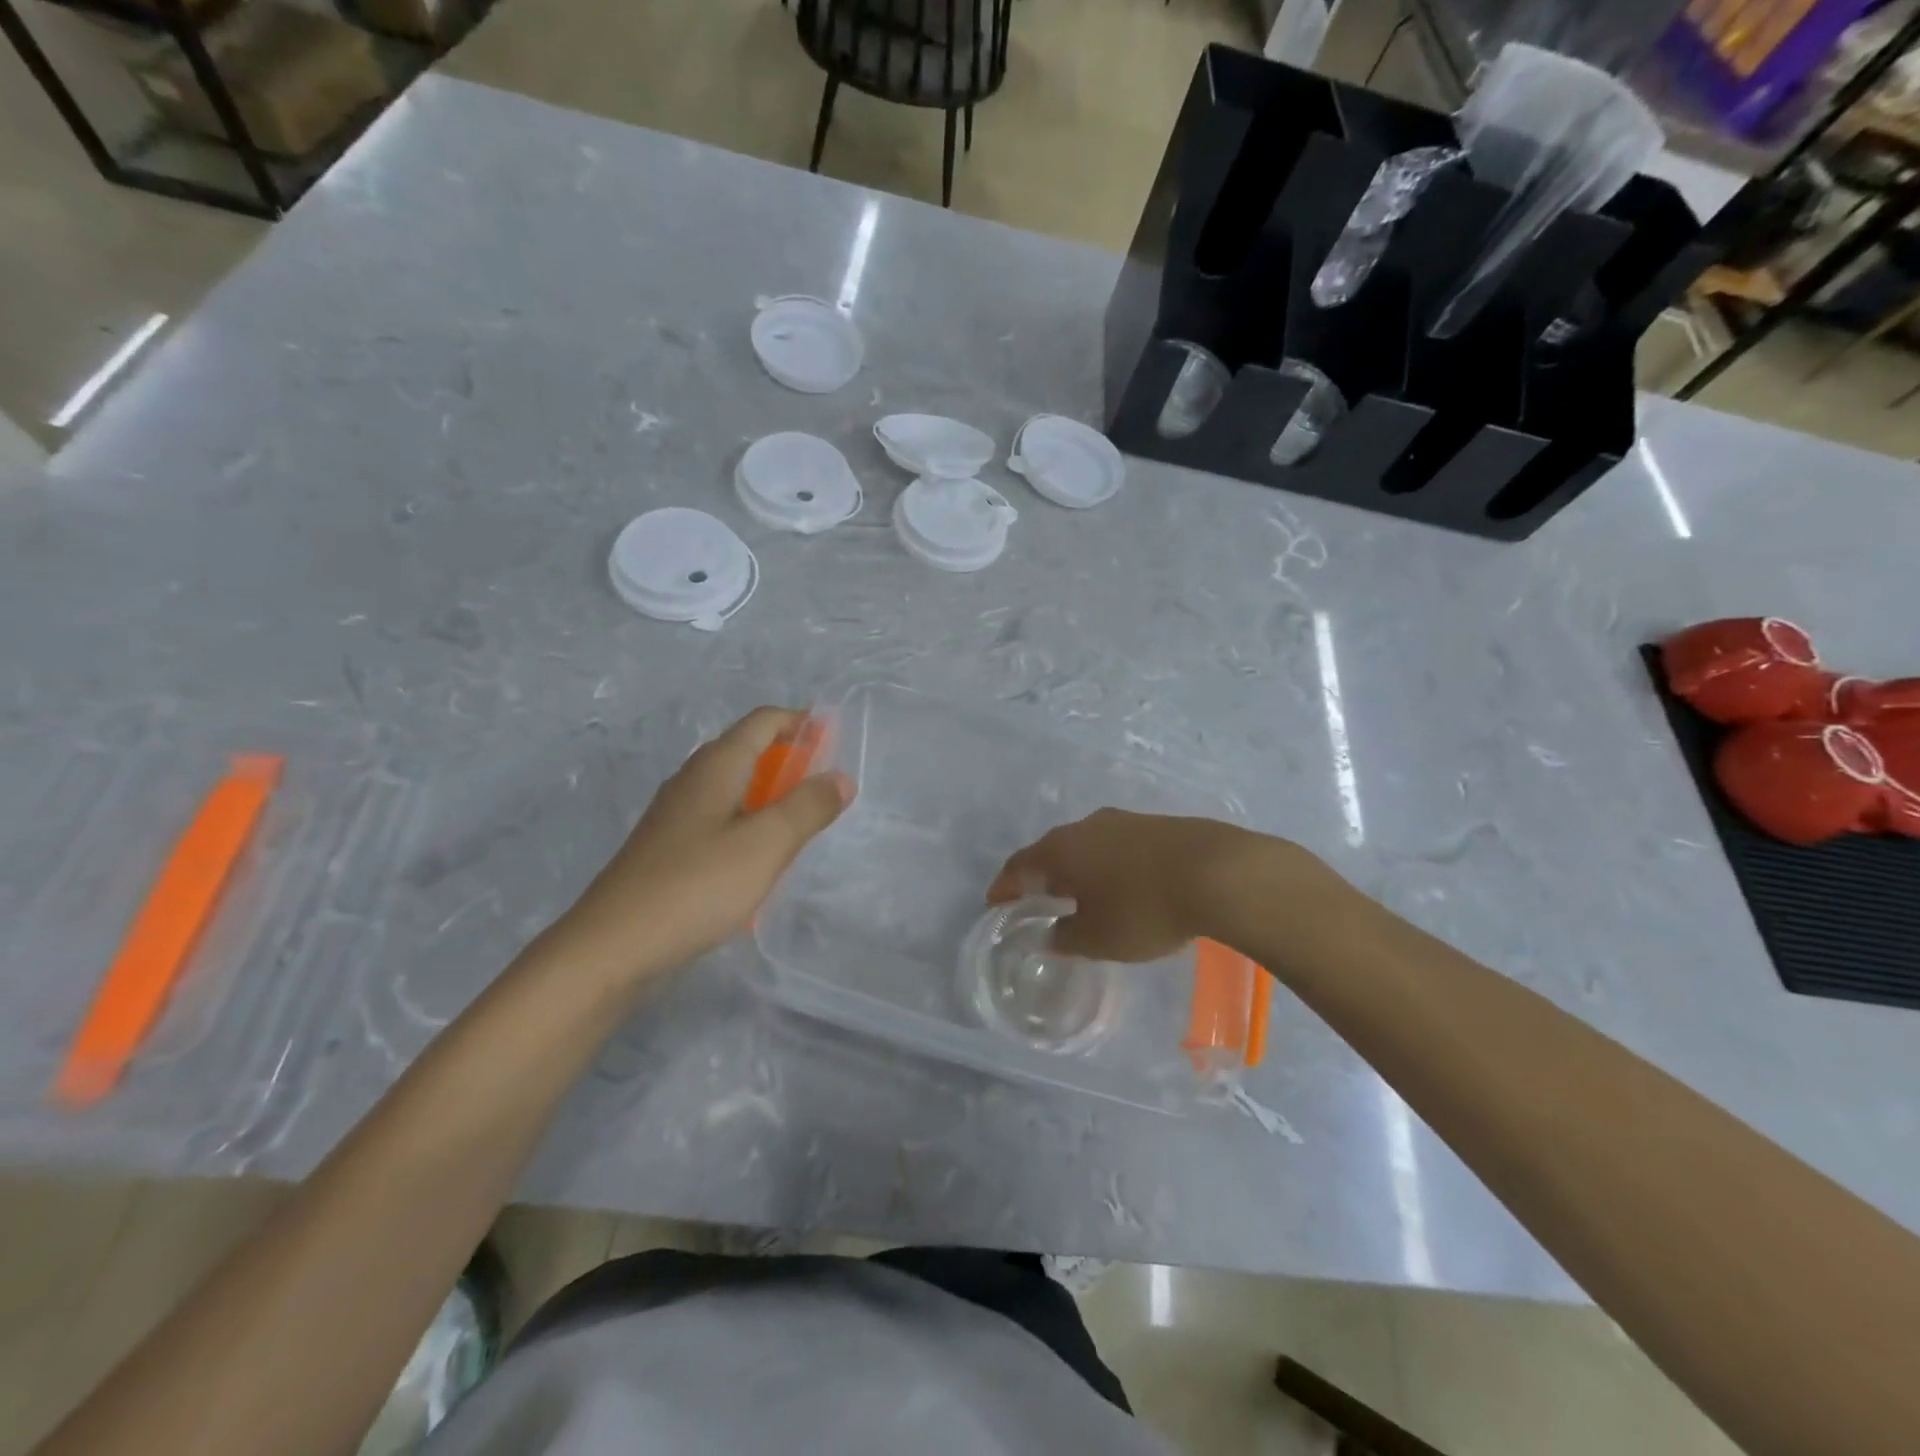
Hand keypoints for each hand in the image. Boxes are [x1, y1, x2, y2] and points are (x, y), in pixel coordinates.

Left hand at [548, 707, 851, 981]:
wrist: (612, 947)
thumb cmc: (696, 886)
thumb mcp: (766, 845)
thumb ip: (807, 808)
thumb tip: (840, 777)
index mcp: (715, 767)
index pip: (762, 722)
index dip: (800, 722)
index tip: (834, 738)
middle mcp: (692, 780)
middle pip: (746, 751)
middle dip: (788, 759)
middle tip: (824, 787)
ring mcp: (674, 816)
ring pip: (732, 788)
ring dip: (769, 794)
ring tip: (799, 824)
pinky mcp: (667, 849)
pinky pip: (718, 819)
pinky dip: (747, 823)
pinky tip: (758, 860)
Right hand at [987, 809, 1262, 961]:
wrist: (1219, 872)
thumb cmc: (1145, 908)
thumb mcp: (1099, 938)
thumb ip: (1067, 937)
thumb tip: (1052, 934)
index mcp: (1063, 849)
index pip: (1020, 865)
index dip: (1005, 886)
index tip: (995, 902)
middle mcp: (1087, 826)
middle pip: (1053, 850)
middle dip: (1042, 875)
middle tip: (1037, 899)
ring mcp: (1124, 821)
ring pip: (1088, 845)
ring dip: (1079, 869)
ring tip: (1081, 893)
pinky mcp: (1157, 825)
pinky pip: (1118, 846)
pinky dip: (1109, 865)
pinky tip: (1123, 884)